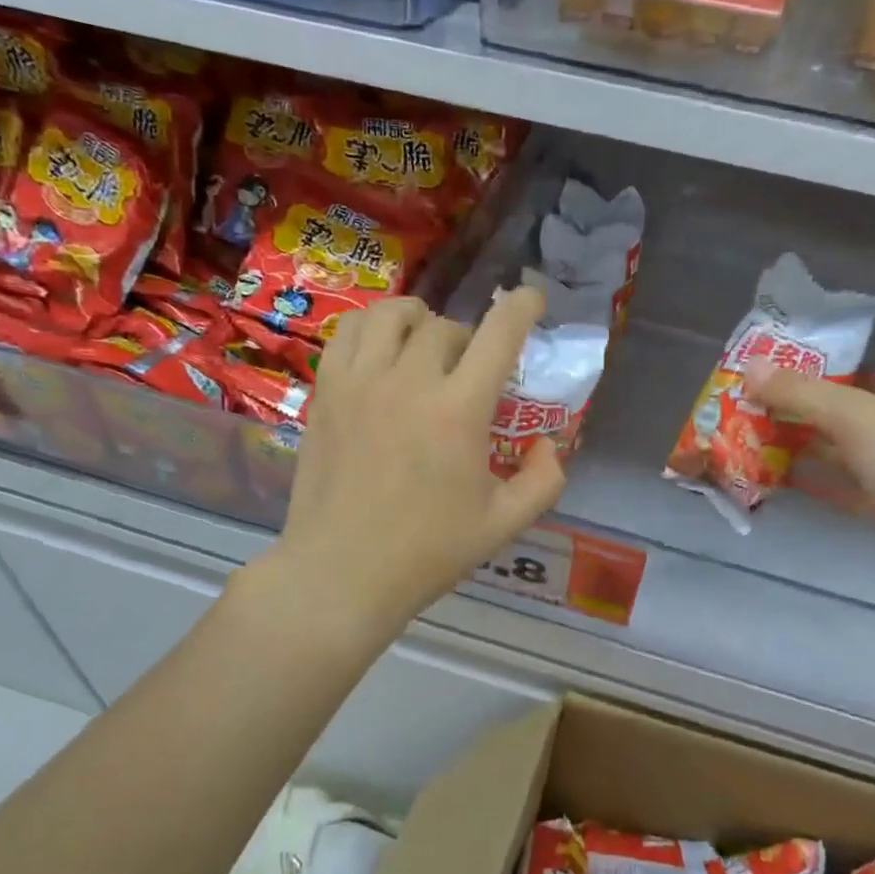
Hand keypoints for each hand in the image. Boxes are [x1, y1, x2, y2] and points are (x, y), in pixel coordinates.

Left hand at [272, 289, 566, 625]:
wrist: (341, 573)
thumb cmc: (427, 553)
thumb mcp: (504, 525)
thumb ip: (543, 480)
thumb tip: (548, 445)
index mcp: (459, 412)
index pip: (498, 334)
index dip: (523, 307)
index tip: (533, 300)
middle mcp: (409, 383)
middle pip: (446, 327)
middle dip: (469, 340)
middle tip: (470, 372)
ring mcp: (360, 383)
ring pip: (392, 315)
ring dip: (419, 320)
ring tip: (424, 342)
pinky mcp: (326, 392)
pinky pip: (348, 333)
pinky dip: (372, 329)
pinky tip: (380, 354)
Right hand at [744, 365, 874, 608]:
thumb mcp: (856, 417)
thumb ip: (802, 393)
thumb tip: (750, 367)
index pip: (856, 371)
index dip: (814, 370)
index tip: (766, 373)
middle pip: (841, 412)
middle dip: (796, 410)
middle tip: (745, 407)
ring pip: (837, 451)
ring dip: (798, 446)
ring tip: (747, 438)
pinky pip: (839, 487)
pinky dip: (810, 481)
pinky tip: (773, 478)